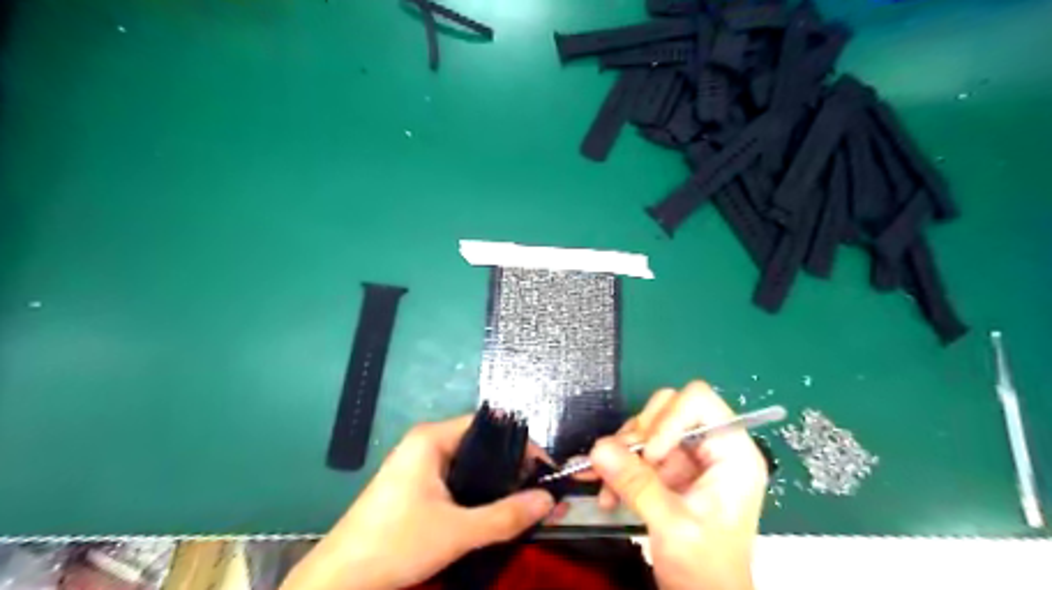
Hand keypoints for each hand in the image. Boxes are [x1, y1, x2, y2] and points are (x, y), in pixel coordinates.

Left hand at [283, 414, 553, 589]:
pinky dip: (480, 493)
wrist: (338, 582)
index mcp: (432, 438)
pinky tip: (497, 511)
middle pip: (482, 445)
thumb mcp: (458, 531)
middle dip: (514, 467)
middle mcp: (426, 444)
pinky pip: (458, 481)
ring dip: (499, 483)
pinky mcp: (416, 487)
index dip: (521, 445)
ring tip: (528, 502)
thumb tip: (550, 500)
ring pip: (471, 466)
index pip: (489, 426)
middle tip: (542, 491)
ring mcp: (419, 466)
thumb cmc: (395, 544)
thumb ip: (506, 515)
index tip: (546, 470)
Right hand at [584, 383, 765, 589]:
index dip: (669, 419)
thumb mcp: (674, 527)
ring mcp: (687, 457)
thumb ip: (637, 485)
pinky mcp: (668, 470)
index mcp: (732, 452)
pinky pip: (635, 451)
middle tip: (621, 464)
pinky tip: (605, 492)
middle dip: (639, 434)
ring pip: (645, 427)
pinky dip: (616, 466)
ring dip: (621, 453)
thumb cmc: (707, 571)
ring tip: (608, 488)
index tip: (650, 455)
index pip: (698, 401)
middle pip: (667, 408)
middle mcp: (710, 446)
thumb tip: (599, 448)